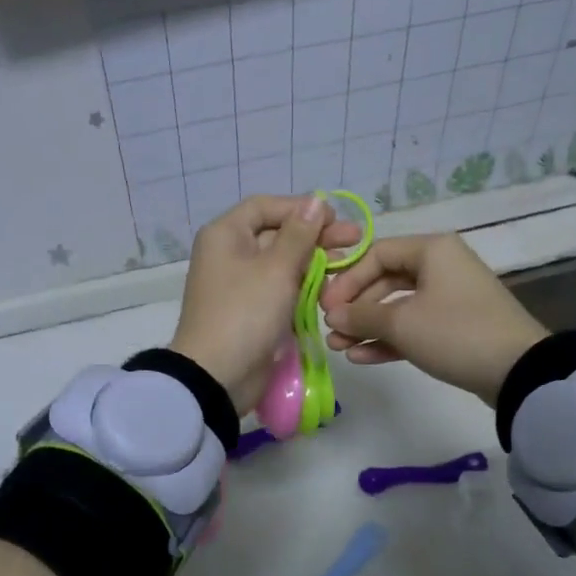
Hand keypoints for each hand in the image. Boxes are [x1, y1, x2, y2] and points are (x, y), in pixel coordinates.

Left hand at [171, 195, 362, 414]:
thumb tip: (315, 200)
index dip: (301, 208)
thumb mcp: (275, 269)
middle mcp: (231, 254)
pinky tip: (333, 291)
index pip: (266, 207)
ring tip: (350, 267)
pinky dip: (305, 288)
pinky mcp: (254, 311)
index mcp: (226, 235)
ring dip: (316, 264)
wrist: (218, 375)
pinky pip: (283, 290)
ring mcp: (242, 285)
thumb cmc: (244, 313)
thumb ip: (299, 234)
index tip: (335, 218)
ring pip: (284, 265)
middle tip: (357, 241)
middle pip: (278, 235)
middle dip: (317, 237)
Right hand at [320, 233, 548, 405]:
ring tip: (338, 348)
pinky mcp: (454, 327)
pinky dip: (389, 339)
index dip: (347, 279)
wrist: (518, 370)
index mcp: (432, 250)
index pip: (376, 254)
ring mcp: (448, 298)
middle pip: (385, 281)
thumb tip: (332, 315)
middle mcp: (440, 267)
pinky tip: (361, 357)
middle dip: (355, 308)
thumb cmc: (455, 332)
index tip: (326, 306)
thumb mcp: (402, 323)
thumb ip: (361, 316)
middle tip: (329, 329)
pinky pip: (413, 326)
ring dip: (367, 327)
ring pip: (397, 307)